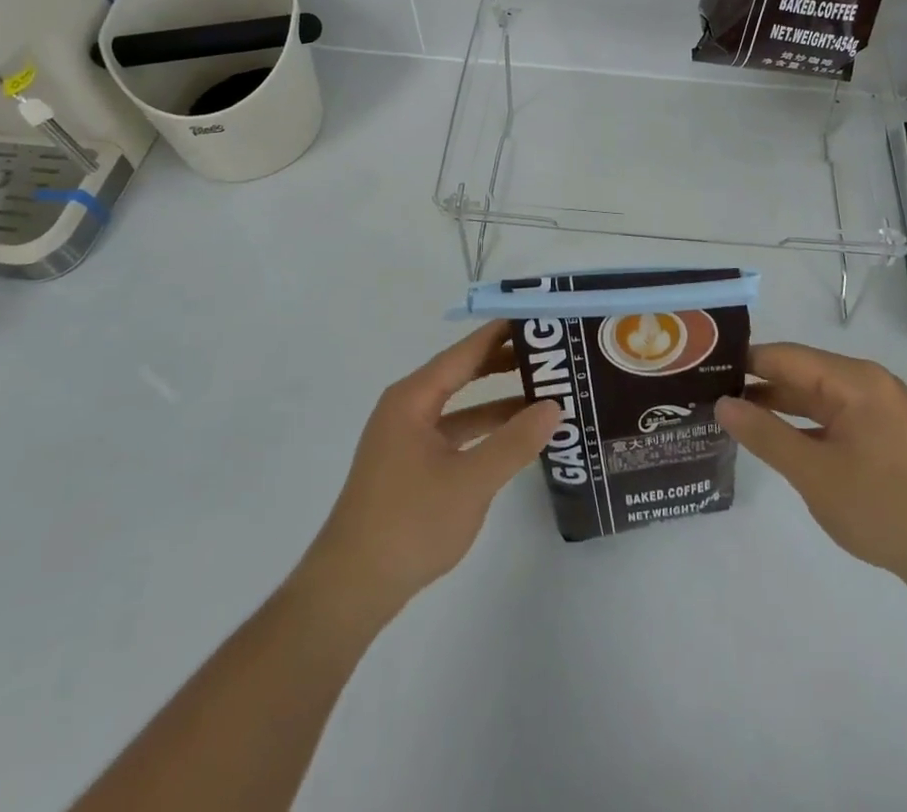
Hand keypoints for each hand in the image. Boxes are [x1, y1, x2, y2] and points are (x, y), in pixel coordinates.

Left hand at [300, 320, 559, 618]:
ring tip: (543, 395)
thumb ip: (514, 442)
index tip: (536, 319)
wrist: (352, 587)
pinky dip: (482, 432)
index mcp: (413, 398)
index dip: (500, 334)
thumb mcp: (471, 481)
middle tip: (549, 355)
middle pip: (461, 374)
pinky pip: (453, 433)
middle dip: (503, 364)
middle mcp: (406, 408)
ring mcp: (406, 438)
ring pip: (460, 407)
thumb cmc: (410, 523)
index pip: (464, 352)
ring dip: (497, 403)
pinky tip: (513, 440)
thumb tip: (554, 406)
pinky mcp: (409, 466)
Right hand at [715, 343, 906, 588]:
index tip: (701, 374)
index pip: (783, 357)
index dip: (741, 363)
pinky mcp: (882, 433)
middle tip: (706, 396)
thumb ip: (765, 435)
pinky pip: (831, 416)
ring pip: (813, 396)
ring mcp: (877, 408)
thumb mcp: (815, 473)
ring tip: (728, 415)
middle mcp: (866, 382)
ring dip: (775, 406)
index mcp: (853, 380)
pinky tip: (772, 438)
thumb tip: (721, 403)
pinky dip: (801, 424)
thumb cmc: (885, 509)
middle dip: (754, 384)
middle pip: (798, 373)